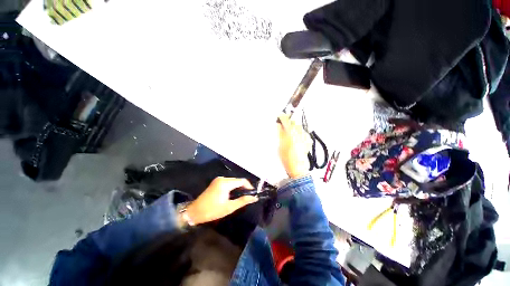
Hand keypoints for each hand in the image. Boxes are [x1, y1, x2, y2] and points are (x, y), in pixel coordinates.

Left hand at [186, 177, 257, 224]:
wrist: (195, 212)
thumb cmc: (212, 211)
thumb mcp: (229, 207)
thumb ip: (243, 201)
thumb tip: (254, 197)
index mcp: (225, 183)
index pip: (242, 181)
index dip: (249, 186)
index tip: (253, 194)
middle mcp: (222, 178)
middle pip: (237, 180)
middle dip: (244, 187)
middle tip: (247, 197)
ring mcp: (218, 179)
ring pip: (233, 181)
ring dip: (238, 187)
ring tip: (241, 197)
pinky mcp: (216, 182)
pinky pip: (228, 182)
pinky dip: (233, 187)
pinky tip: (233, 194)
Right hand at [277, 114, 311, 177]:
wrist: (297, 167)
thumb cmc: (287, 158)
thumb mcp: (280, 145)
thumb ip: (280, 133)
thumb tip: (279, 125)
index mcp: (291, 133)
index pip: (286, 121)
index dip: (282, 117)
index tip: (280, 116)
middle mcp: (299, 133)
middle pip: (294, 123)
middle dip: (289, 123)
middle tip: (283, 126)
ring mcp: (305, 137)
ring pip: (299, 128)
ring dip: (294, 128)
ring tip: (289, 134)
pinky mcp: (308, 141)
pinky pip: (303, 133)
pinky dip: (299, 134)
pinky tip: (295, 139)